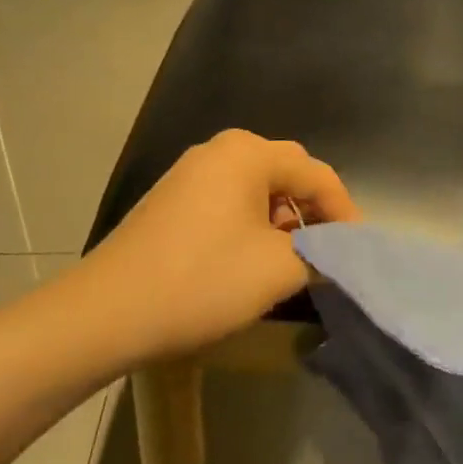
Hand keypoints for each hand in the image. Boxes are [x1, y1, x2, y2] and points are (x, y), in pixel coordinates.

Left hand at [74, 131, 360, 363]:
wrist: (104, 313)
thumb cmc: (201, 281)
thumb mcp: (277, 270)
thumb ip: (322, 254)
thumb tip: (337, 251)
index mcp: (248, 154)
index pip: (317, 174)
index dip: (344, 211)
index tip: (358, 249)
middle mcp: (220, 150)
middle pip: (287, 172)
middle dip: (314, 209)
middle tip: (330, 248)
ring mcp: (190, 173)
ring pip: (258, 188)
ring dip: (284, 218)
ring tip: (293, 257)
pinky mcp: (172, 200)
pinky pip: (229, 200)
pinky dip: (253, 222)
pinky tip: (251, 257)